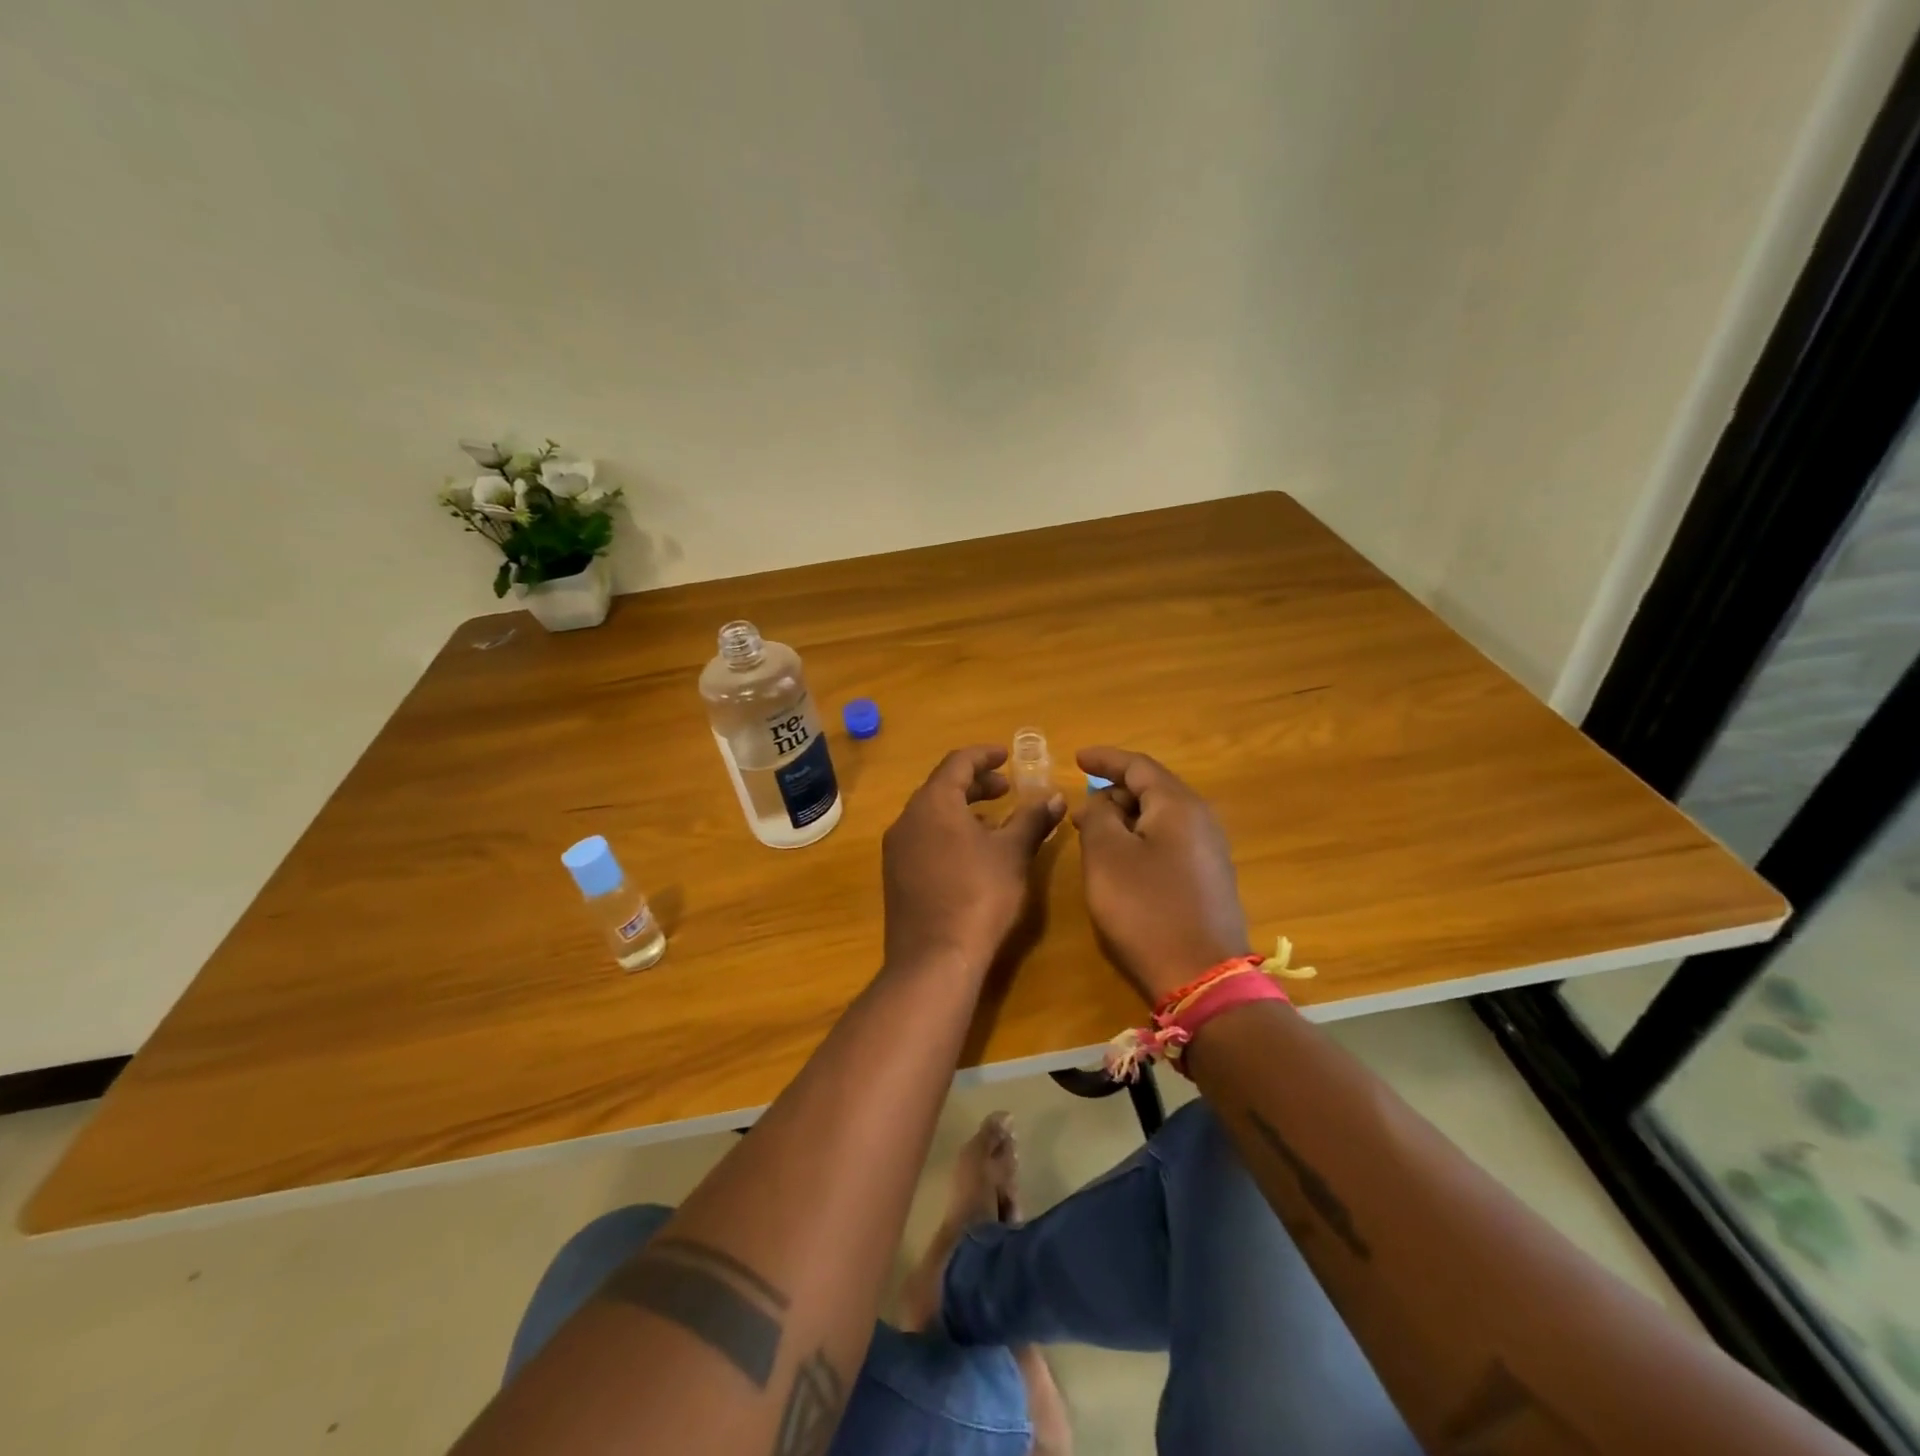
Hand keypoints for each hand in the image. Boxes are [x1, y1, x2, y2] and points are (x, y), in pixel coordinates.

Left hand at [882, 746, 1065, 974]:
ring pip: (931, 815)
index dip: (984, 756)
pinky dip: (948, 833)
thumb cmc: (979, 895)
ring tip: (994, 822)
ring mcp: (897, 850)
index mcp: (933, 803)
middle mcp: (907, 819)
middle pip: (941, 787)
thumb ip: (1032, 819)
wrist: (934, 959)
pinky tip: (971, 855)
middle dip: (976, 784)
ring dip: (962, 810)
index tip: (1006, 756)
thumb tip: (1055, 797)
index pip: (957, 763)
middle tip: (1006, 789)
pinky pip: (924, 839)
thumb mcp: (1013, 853)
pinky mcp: (896, 877)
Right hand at [1073, 747, 1249, 1004]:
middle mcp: (1200, 820)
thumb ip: (1098, 816)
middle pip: (1152, 789)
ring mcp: (1209, 851)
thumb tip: (1102, 801)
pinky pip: (1169, 842)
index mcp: (1178, 805)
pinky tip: (1121, 860)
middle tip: (1080, 808)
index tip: (1077, 758)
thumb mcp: (1107, 856)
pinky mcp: (1208, 879)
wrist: (1201, 976)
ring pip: (1160, 818)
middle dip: (1113, 792)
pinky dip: (1140, 839)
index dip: (1105, 759)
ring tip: (1094, 833)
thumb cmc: (1146, 908)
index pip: (1138, 766)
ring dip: (1125, 818)